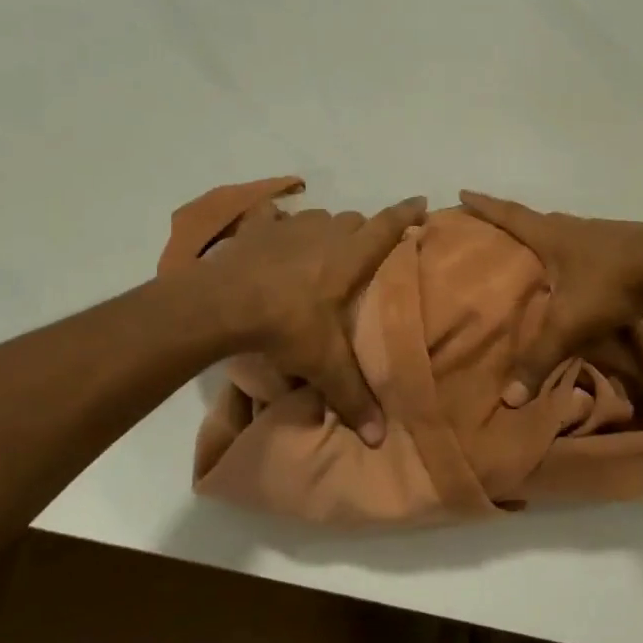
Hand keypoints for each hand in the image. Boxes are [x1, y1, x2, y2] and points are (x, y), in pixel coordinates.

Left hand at [203, 196, 427, 446]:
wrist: (220, 305)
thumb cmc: (284, 326)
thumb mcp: (323, 364)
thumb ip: (353, 397)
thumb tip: (379, 440)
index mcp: (349, 258)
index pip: (387, 228)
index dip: (406, 215)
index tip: (422, 203)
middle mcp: (324, 234)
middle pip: (354, 220)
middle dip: (363, 232)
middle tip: (363, 255)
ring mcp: (289, 227)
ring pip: (319, 218)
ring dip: (326, 230)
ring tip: (322, 251)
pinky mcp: (256, 229)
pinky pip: (274, 216)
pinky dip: (278, 222)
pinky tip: (275, 233)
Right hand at [459, 192, 642, 404]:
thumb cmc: (609, 286)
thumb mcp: (568, 325)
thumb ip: (539, 359)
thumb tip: (510, 399)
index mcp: (551, 235)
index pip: (509, 215)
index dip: (484, 205)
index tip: (463, 190)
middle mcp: (573, 228)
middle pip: (537, 219)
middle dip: (514, 222)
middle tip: (495, 229)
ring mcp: (602, 235)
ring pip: (565, 233)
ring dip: (548, 238)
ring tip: (535, 252)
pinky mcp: (625, 247)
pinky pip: (588, 247)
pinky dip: (574, 255)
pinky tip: (577, 272)